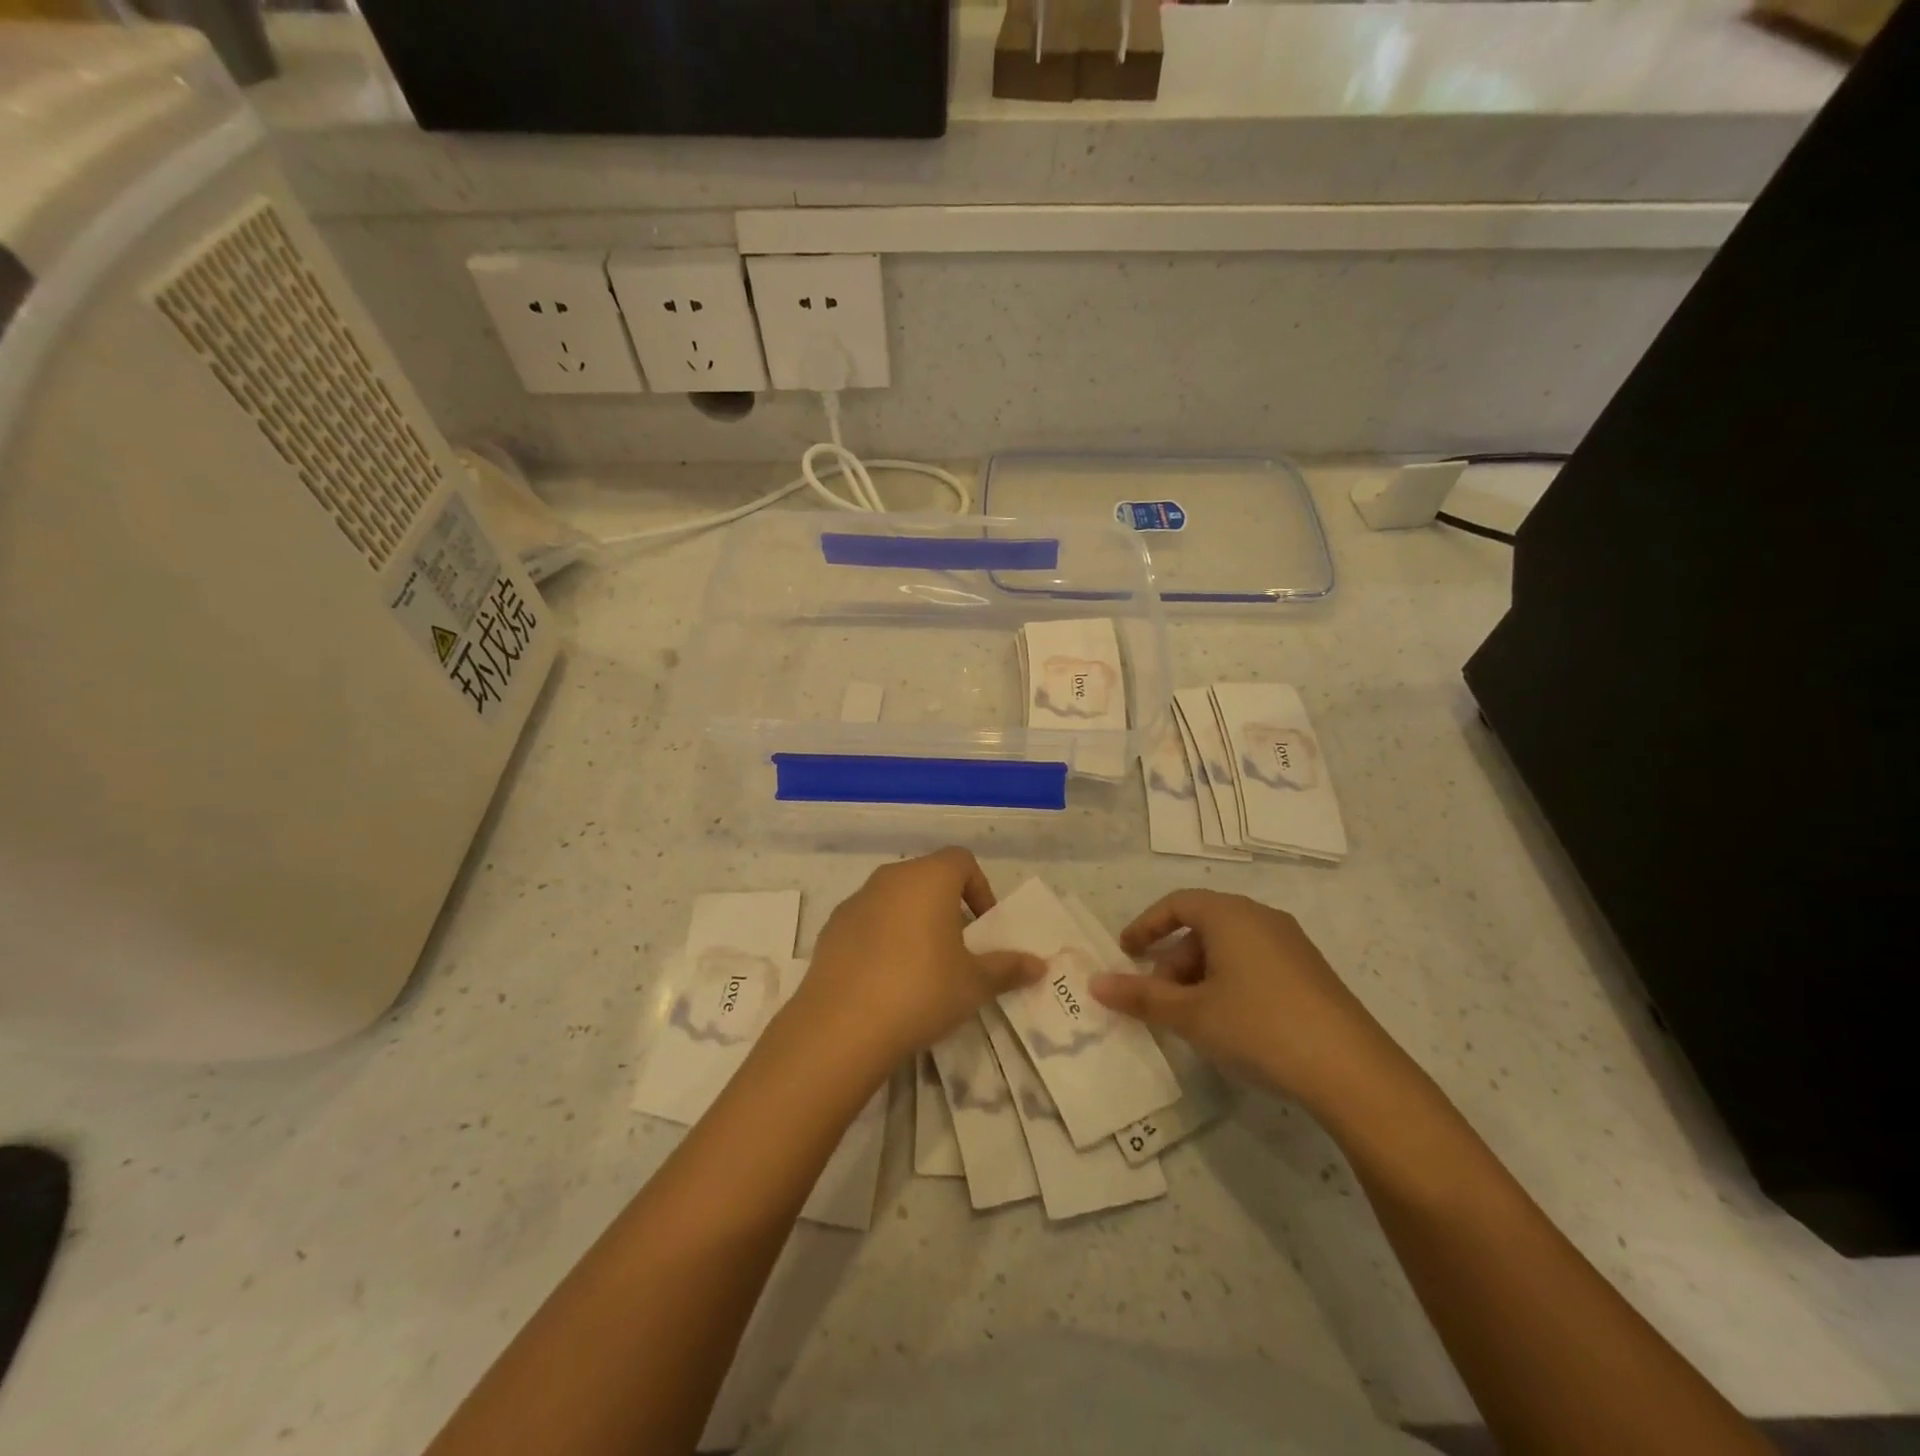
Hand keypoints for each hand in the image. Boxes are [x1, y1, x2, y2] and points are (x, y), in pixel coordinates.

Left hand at [788, 848, 1045, 1070]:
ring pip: (895, 899)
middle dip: (947, 907)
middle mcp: (890, 878)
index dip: (979, 889)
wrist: (842, 1026)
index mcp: (928, 878)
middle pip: (927, 878)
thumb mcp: (975, 983)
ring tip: (922, 968)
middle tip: (958, 950)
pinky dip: (883, 939)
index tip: (983, 927)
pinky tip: (885, 981)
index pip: (961, 861)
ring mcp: (856, 901)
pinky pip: (868, 922)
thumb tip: (1040, 965)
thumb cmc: (922, 990)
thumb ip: (1008, 968)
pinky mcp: (832, 928)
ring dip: (913, 922)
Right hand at [1088, 889, 1395, 1112]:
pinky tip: (1229, 1023)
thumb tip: (1096, 984)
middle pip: (1203, 926)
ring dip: (1199, 974)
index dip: (1146, 926)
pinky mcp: (1310, 973)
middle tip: (1157, 998)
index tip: (1125, 953)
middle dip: (1172, 960)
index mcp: (1230, 915)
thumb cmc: (1258, 1027)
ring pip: (1229, 947)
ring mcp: (1291, 945)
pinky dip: (1228, 982)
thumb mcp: (1190, 1014)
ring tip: (1190, 1017)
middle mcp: (1261, 918)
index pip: (1176, 904)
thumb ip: (1141, 997)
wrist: (1352, 1071)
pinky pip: (1254, 963)